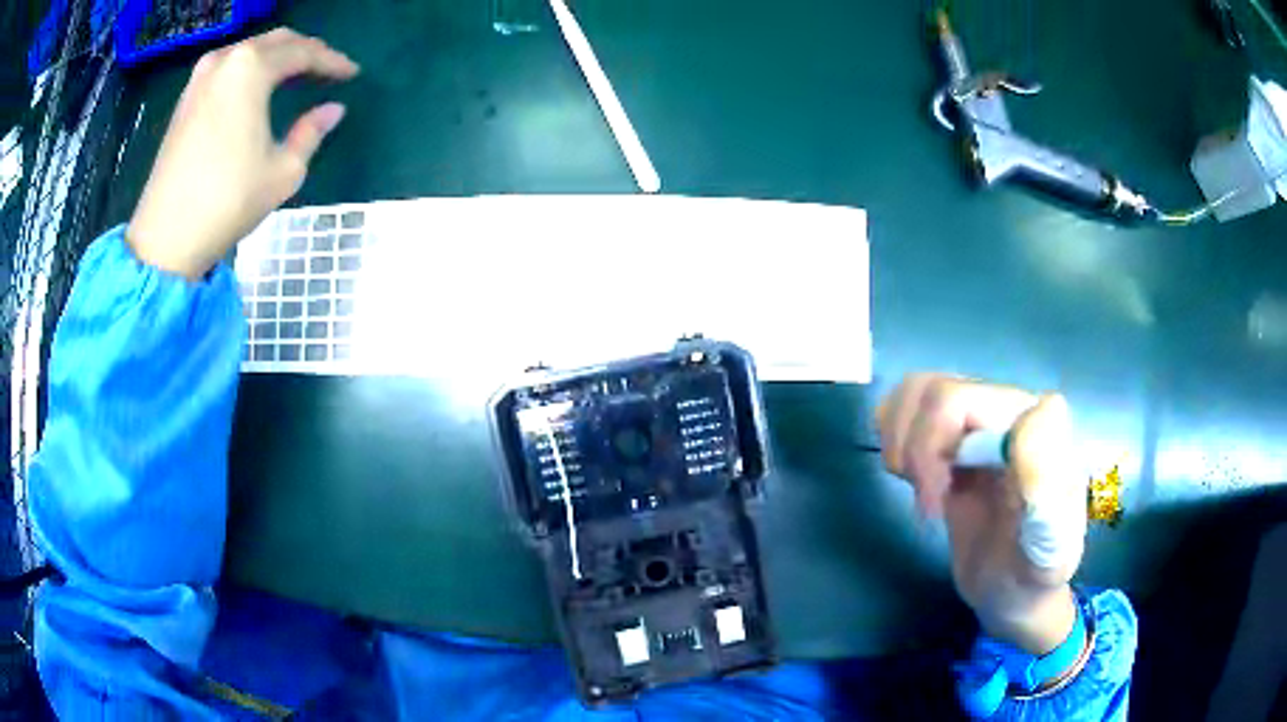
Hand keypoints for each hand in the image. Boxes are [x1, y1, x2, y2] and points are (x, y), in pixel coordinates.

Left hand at [127, 28, 359, 279]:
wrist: (166, 236)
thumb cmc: (227, 201)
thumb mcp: (283, 171)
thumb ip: (311, 132)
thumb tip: (333, 110)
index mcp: (251, 68)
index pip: (303, 52)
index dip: (332, 61)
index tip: (352, 74)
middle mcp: (226, 60)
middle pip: (276, 42)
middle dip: (305, 52)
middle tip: (326, 70)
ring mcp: (201, 78)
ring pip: (250, 50)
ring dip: (276, 58)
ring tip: (295, 76)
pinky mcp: (186, 98)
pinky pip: (227, 67)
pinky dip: (249, 70)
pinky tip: (257, 88)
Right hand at [877, 374, 1084, 654]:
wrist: (1018, 594)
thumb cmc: (1034, 575)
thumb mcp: (1049, 546)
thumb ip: (1048, 486)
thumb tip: (1036, 411)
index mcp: (1033, 421)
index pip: (955, 400)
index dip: (929, 450)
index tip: (936, 512)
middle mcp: (1006, 408)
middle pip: (931, 393)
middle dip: (914, 453)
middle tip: (927, 507)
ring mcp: (980, 422)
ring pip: (916, 392)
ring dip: (901, 443)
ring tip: (919, 490)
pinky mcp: (956, 441)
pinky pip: (910, 411)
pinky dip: (897, 440)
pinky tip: (916, 479)